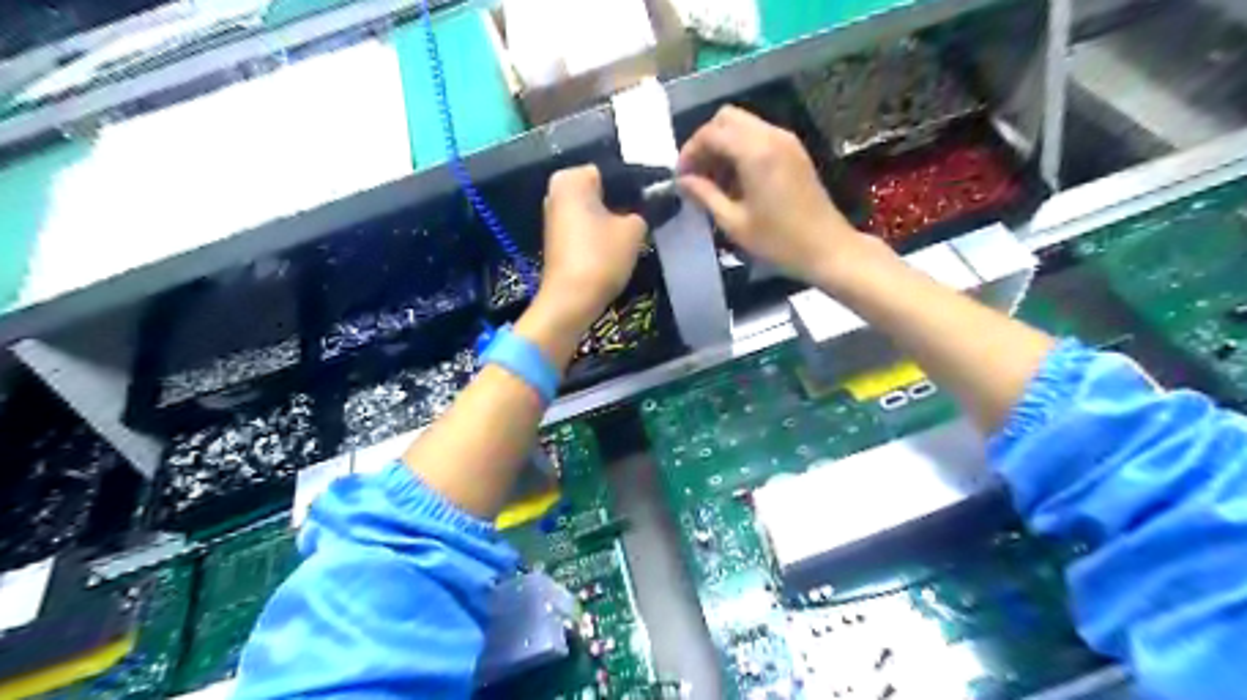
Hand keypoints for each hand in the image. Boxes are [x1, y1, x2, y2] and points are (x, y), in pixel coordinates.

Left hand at [538, 165, 647, 327]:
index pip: (615, 171)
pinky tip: (619, 245)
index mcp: (572, 178)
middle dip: (625, 201)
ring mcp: (554, 215)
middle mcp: (557, 191)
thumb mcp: (634, 230)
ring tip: (639, 231)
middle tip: (652, 214)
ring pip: (595, 209)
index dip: (640, 184)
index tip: (661, 197)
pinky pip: (587, 225)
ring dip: (615, 218)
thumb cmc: (601, 257)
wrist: (570, 301)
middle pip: (603, 190)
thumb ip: (644, 210)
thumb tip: (651, 203)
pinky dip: (602, 231)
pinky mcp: (557, 238)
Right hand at [679, 104, 869, 284]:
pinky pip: (759, 136)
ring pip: (743, 124)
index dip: (690, 152)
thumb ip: (705, 195)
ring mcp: (786, 141)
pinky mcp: (794, 151)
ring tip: (713, 181)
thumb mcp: (734, 223)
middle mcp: (771, 136)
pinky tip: (736, 181)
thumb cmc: (778, 241)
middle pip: (726, 118)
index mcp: (755, 152)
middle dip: (706, 142)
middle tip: (696, 174)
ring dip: (723, 145)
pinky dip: (741, 149)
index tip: (681, 178)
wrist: (827, 248)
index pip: (711, 133)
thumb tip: (683, 181)